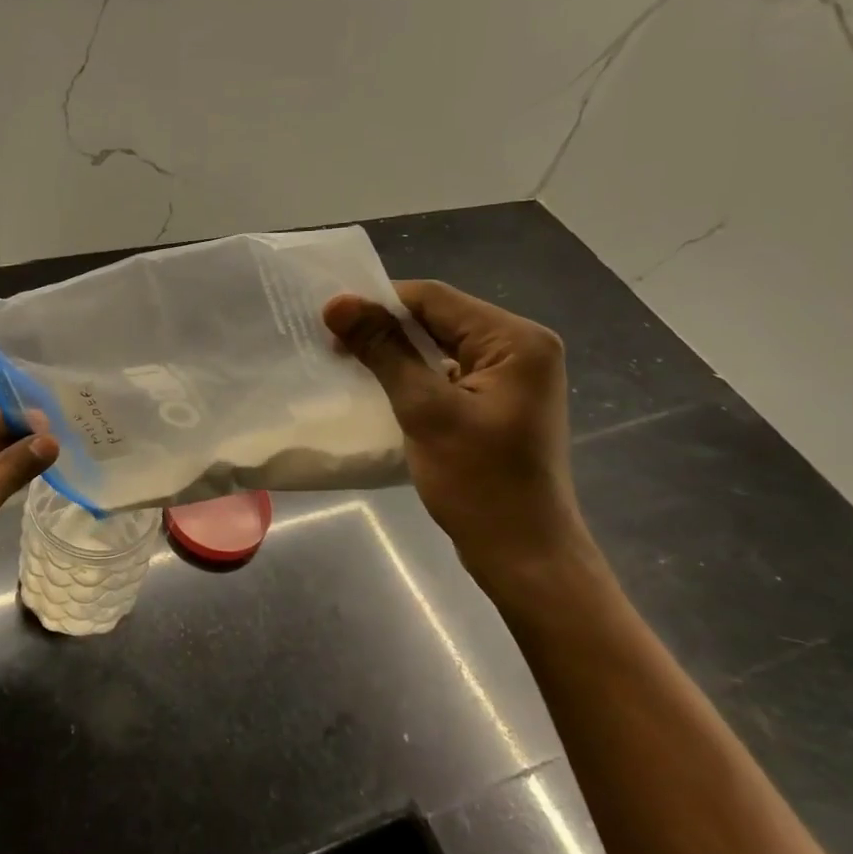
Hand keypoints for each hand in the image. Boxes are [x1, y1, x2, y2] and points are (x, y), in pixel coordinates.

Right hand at [323, 282, 589, 581]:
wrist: (524, 554)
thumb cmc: (478, 483)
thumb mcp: (425, 411)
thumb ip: (384, 351)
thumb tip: (338, 304)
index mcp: (516, 340)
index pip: (436, 299)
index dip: (379, 303)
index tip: (328, 319)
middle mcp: (521, 348)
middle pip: (440, 319)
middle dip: (385, 328)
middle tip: (332, 341)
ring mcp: (513, 377)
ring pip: (441, 346)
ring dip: (396, 352)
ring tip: (347, 360)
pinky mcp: (499, 402)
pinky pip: (448, 373)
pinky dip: (413, 376)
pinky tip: (379, 386)